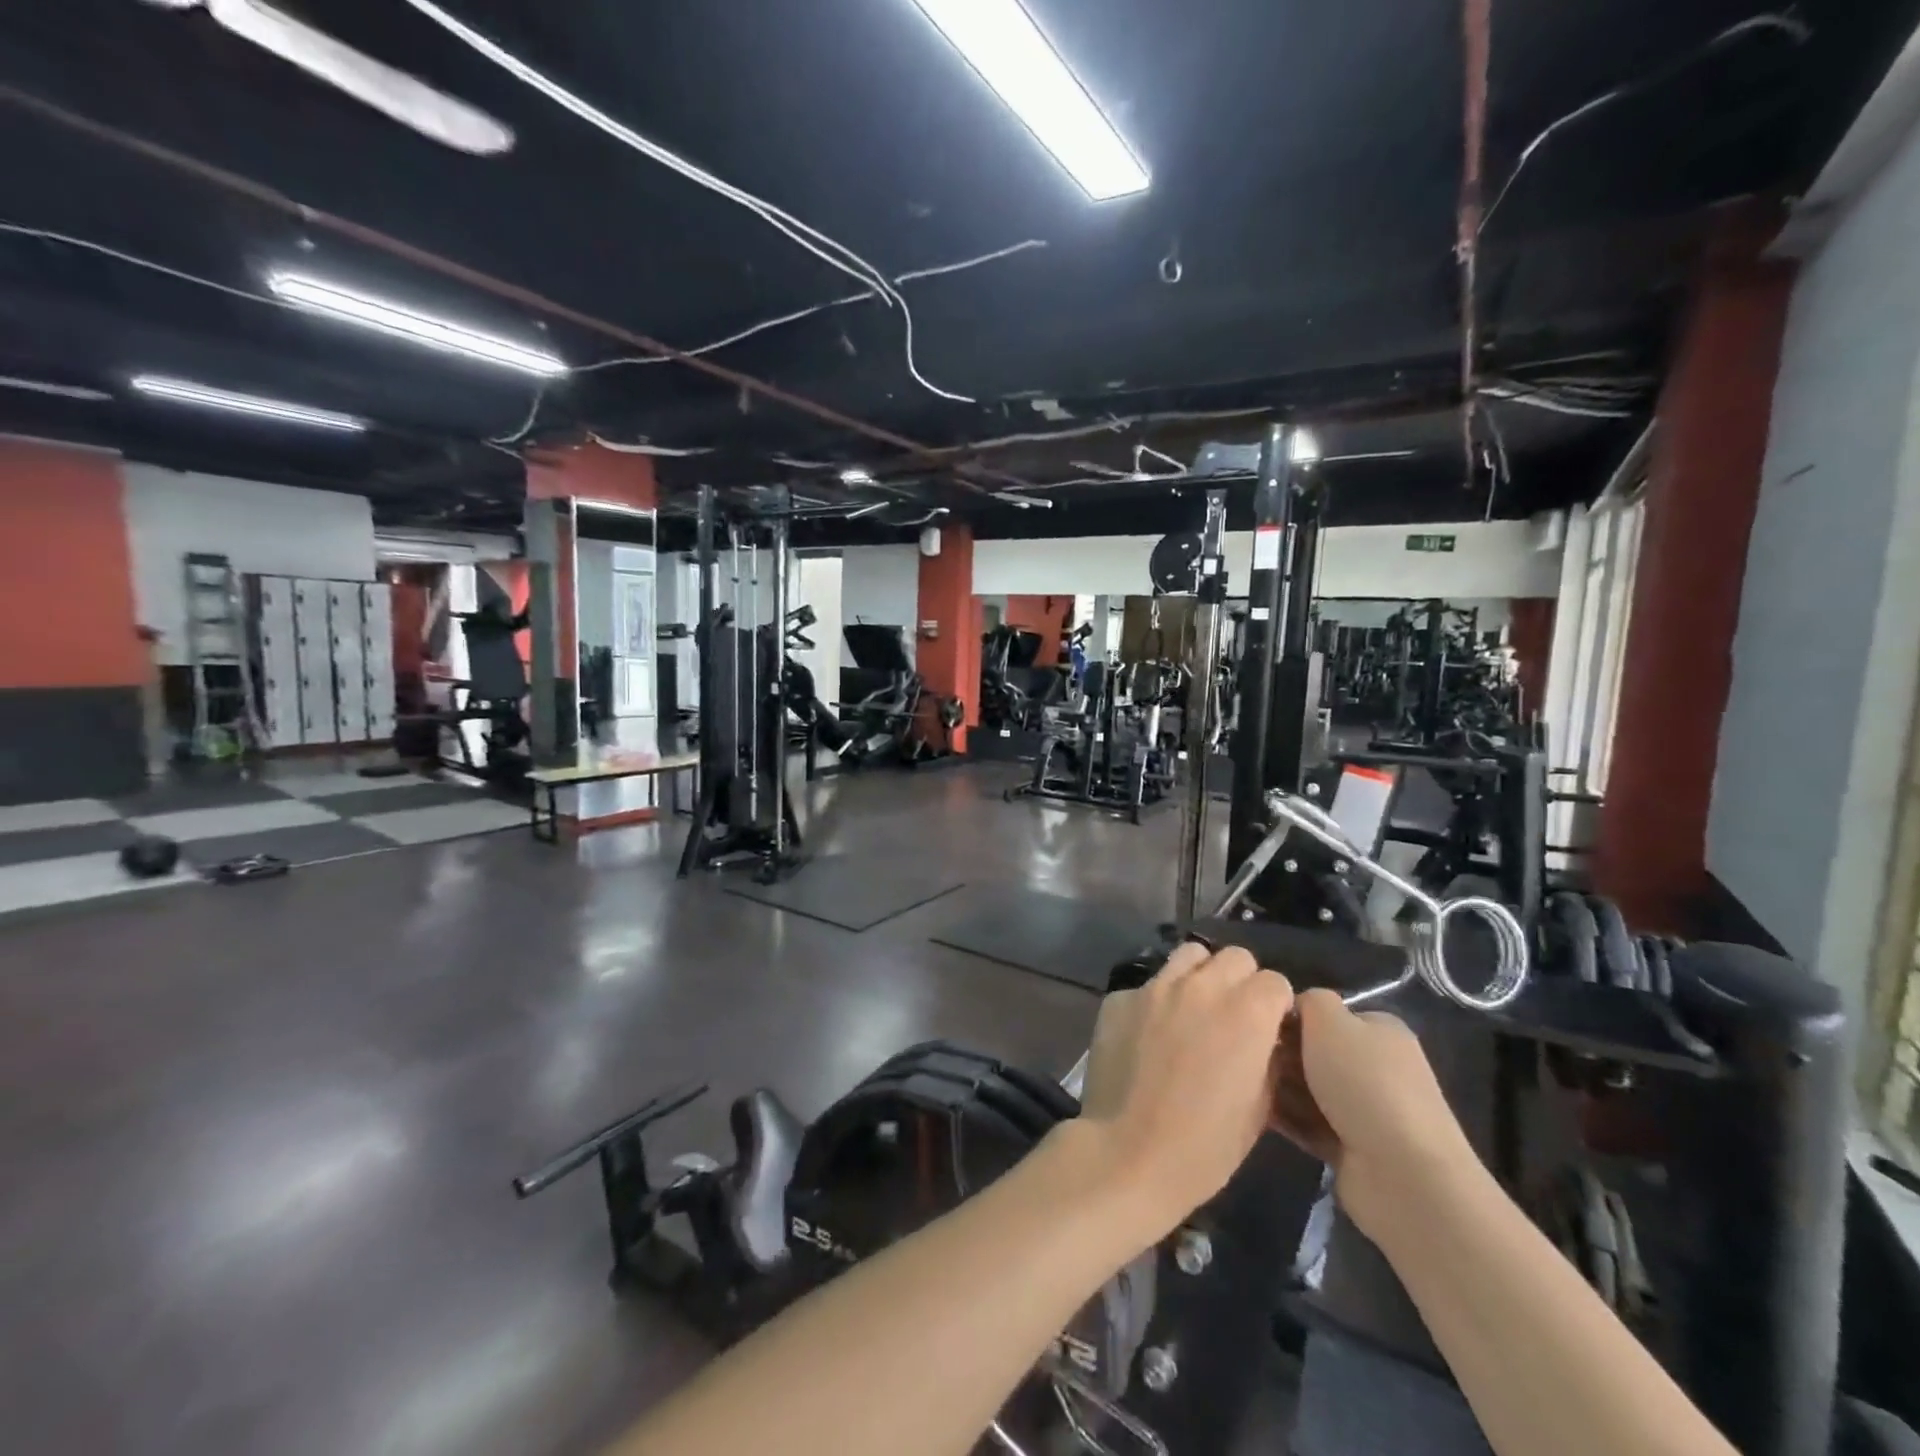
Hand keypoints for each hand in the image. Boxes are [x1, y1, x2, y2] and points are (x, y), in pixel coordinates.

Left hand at [1075, 942, 1294, 1238]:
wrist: (1127, 1153)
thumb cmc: (1203, 1147)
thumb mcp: (1257, 1110)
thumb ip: (1266, 1060)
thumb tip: (1265, 1041)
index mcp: (1246, 1013)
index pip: (1275, 981)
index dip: (1275, 1005)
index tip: (1269, 1028)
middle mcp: (1202, 987)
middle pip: (1234, 958)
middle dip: (1241, 981)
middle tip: (1233, 1015)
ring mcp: (1156, 986)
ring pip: (1190, 955)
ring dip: (1200, 976)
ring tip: (1193, 1009)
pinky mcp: (1120, 996)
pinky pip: (1148, 984)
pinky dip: (1156, 1000)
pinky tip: (1149, 1032)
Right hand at [1272, 989, 1479, 1242]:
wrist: (1402, 1176)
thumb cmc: (1363, 1083)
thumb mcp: (1330, 1020)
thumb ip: (1309, 1000)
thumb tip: (1295, 1007)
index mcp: (1381, 1032)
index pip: (1328, 1014)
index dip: (1292, 1016)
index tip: (1260, 1023)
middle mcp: (1378, 1068)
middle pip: (1316, 1052)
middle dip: (1282, 1053)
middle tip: (1249, 1055)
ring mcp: (1367, 1111)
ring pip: (1309, 1089)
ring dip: (1279, 1086)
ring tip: (1245, 1082)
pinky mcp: (1353, 1149)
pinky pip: (1309, 1124)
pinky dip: (1286, 1118)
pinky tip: (1255, 1110)